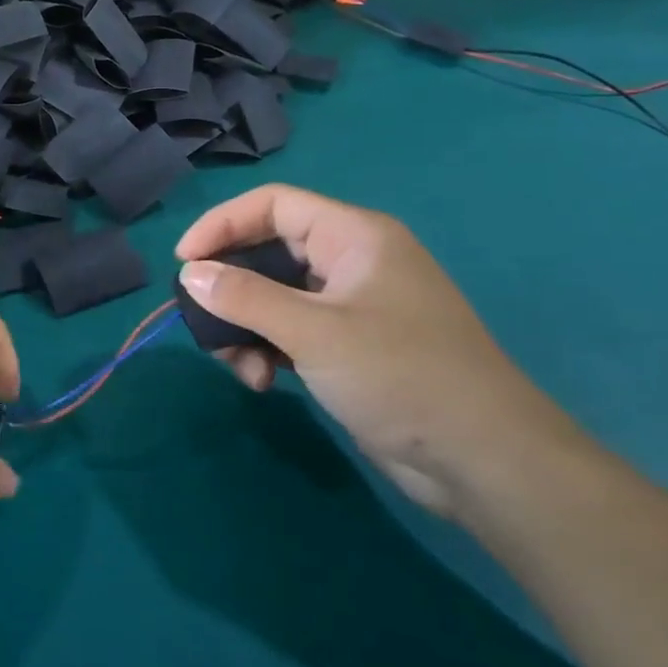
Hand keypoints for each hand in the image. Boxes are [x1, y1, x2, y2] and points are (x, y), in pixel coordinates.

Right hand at [175, 184, 575, 514]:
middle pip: (269, 253)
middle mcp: (352, 261)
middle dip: (231, 288)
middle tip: (201, 320)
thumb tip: (191, 273)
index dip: (222, 224)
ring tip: (239, 366)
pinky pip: (292, 331)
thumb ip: (246, 297)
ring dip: (246, 327)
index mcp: (354, 236)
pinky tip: (263, 382)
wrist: (484, 460)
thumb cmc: (400, 375)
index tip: (184, 262)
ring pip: (275, 297)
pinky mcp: (351, 346)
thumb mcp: (313, 332)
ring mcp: (352, 306)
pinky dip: (269, 350)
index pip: (273, 205)